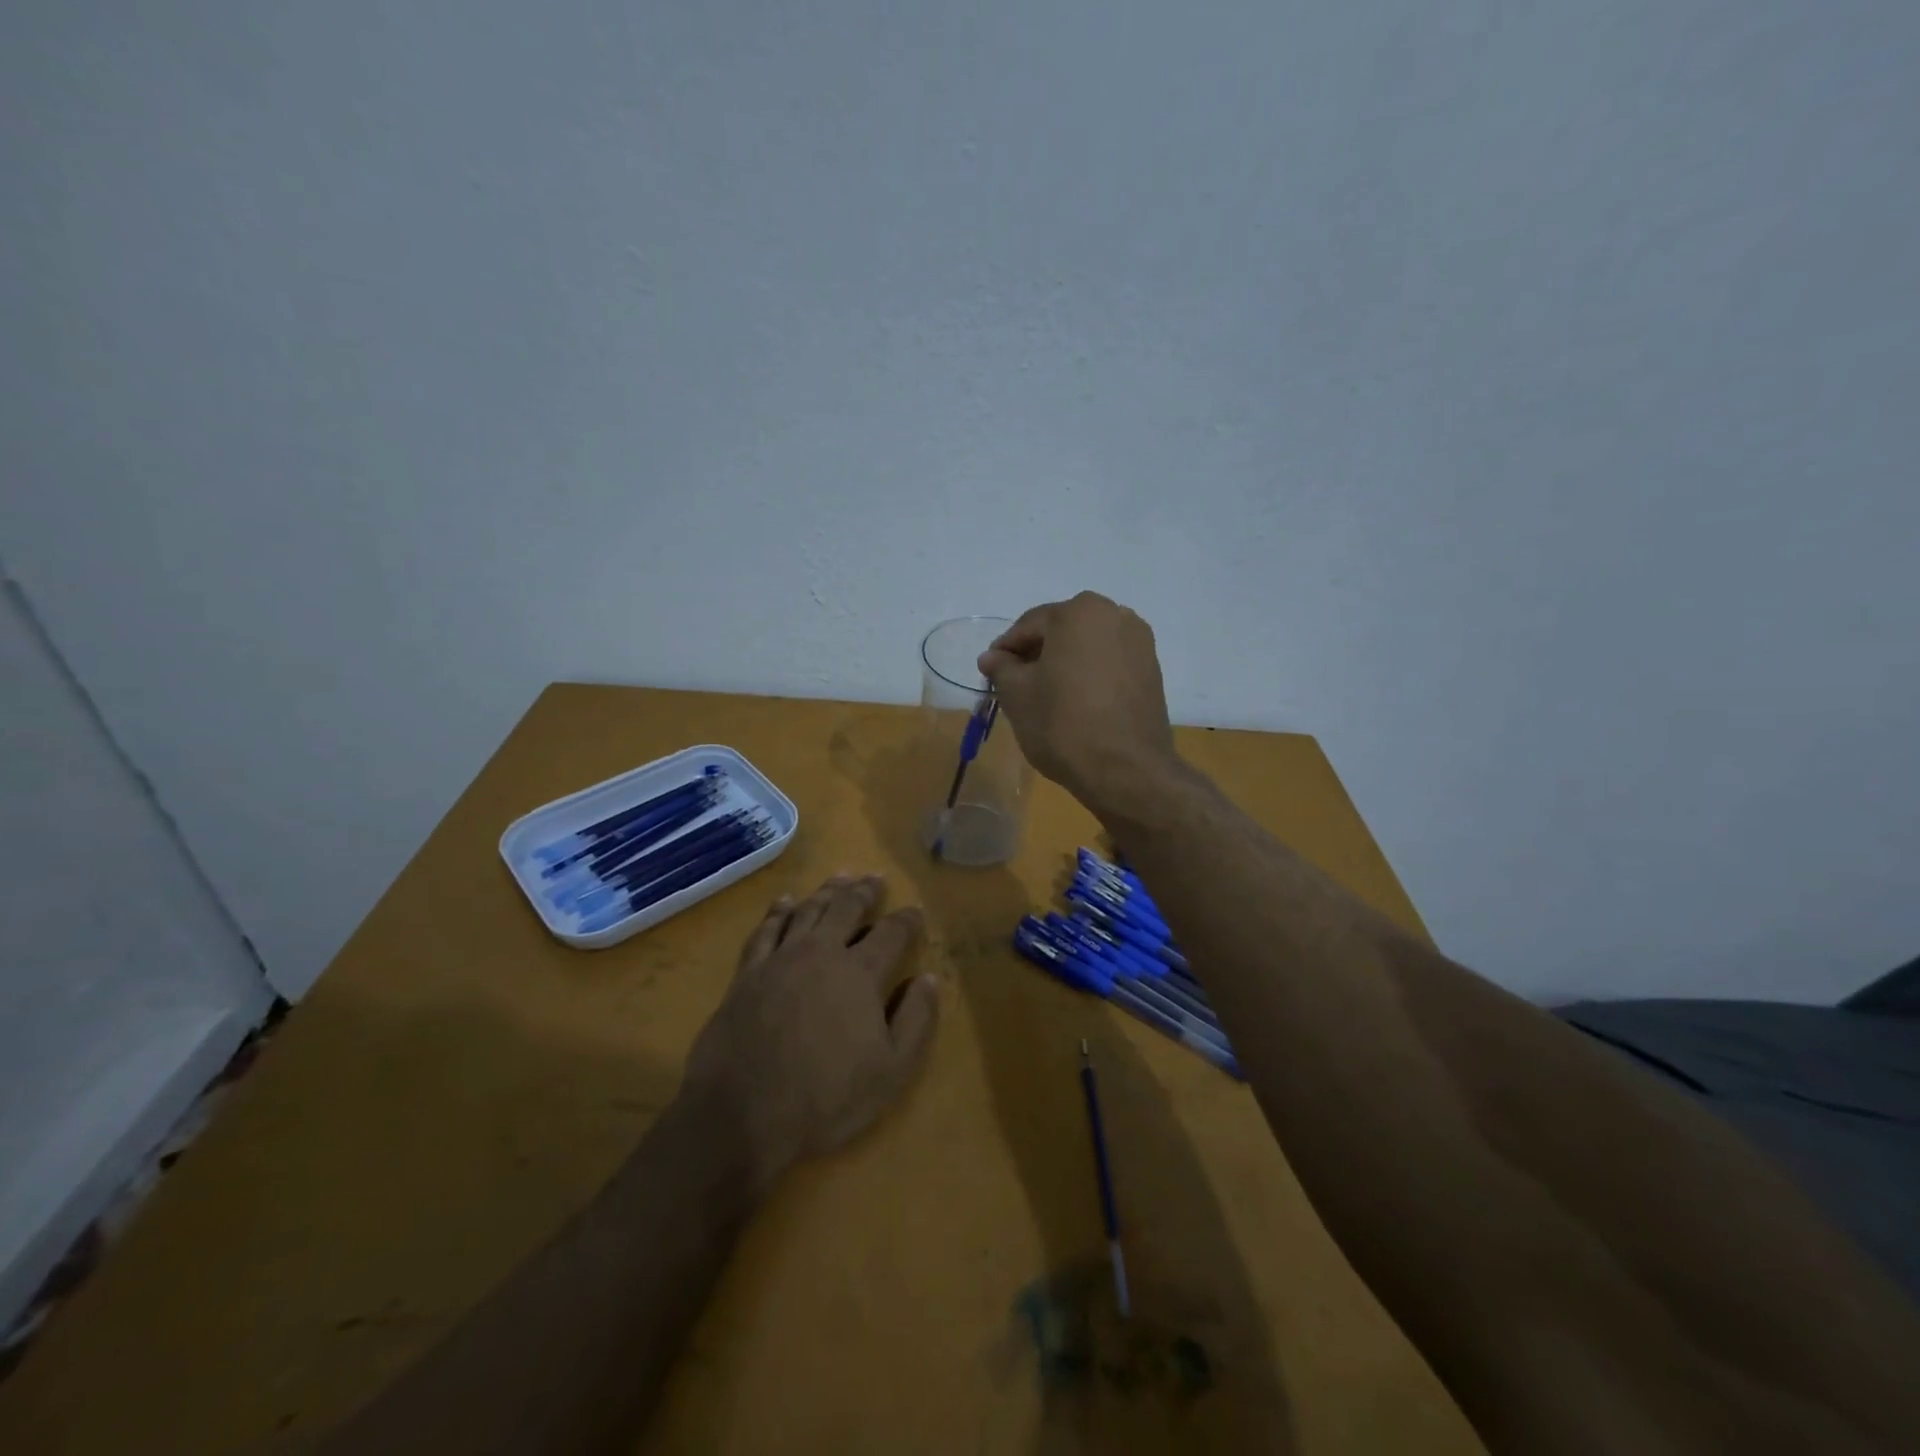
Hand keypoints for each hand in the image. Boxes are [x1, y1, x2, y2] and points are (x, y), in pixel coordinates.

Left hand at [682, 875, 940, 1194]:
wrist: (741, 1114)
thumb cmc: (826, 1098)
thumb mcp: (892, 1072)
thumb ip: (916, 1021)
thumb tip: (928, 979)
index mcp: (860, 973)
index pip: (892, 933)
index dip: (908, 920)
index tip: (916, 911)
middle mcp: (821, 953)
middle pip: (847, 909)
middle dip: (865, 892)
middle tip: (875, 879)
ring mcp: (780, 959)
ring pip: (808, 911)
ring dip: (827, 892)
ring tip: (840, 878)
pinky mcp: (747, 973)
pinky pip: (766, 930)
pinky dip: (777, 911)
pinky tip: (784, 902)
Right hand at [978, 591, 1178, 809]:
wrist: (1126, 770)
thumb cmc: (1063, 724)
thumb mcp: (1017, 695)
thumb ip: (1001, 668)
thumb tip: (992, 657)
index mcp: (1080, 611)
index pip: (1029, 625)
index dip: (1006, 649)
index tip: (990, 672)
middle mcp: (1115, 615)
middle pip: (1062, 631)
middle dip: (1037, 654)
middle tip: (1016, 684)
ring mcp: (1140, 643)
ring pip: (1088, 647)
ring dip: (1064, 664)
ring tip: (1046, 695)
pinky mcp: (1153, 671)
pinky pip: (1109, 664)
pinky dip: (1089, 676)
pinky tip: (1076, 702)